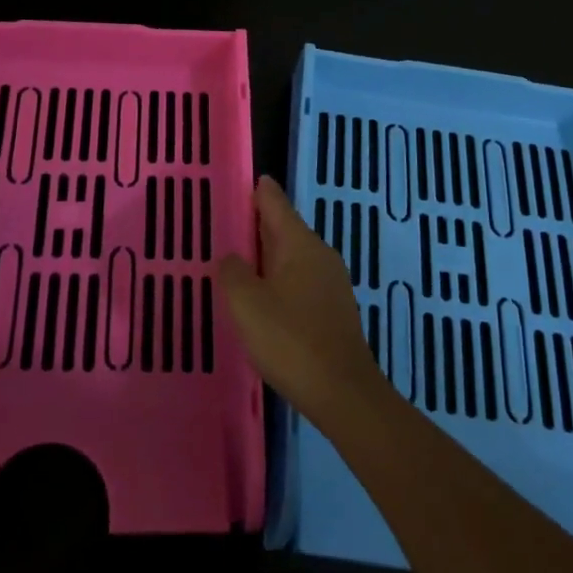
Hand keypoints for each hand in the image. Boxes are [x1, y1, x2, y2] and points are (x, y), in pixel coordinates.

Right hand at [217, 176, 389, 425]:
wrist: (343, 394)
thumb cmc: (290, 340)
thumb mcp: (247, 303)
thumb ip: (233, 272)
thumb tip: (231, 258)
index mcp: (300, 244)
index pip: (276, 203)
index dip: (259, 191)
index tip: (246, 179)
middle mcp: (320, 256)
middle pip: (285, 230)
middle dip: (259, 225)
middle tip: (229, 220)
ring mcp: (331, 284)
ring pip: (293, 258)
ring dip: (267, 256)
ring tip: (239, 260)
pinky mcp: (333, 312)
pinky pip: (300, 282)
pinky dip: (279, 280)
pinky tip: (263, 297)